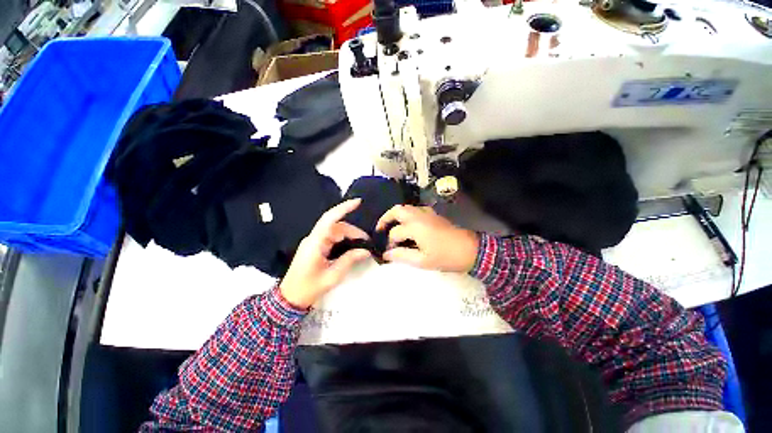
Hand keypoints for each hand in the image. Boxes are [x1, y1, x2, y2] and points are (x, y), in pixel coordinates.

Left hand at [280, 199, 371, 308]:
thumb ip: (350, 259)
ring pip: (335, 231)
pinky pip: (332, 237)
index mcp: (315, 242)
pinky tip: (352, 246)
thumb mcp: (333, 275)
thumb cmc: (310, 287)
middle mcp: (314, 238)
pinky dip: (343, 240)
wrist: (290, 298)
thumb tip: (366, 250)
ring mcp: (314, 241)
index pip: (330, 219)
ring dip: (349, 236)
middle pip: (336, 226)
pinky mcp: (315, 246)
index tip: (358, 202)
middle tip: (367, 242)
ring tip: (362, 245)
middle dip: (353, 231)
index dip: (343, 208)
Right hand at [376, 205, 478, 271]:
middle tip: (380, 230)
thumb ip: (402, 256)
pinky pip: (414, 210)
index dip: (389, 243)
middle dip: (385, 219)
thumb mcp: (422, 261)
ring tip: (392, 228)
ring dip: (396, 215)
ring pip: (405, 208)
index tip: (388, 253)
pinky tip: (408, 226)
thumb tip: (386, 254)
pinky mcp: (432, 214)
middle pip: (396, 210)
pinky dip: (406, 215)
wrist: (470, 249)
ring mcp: (426, 213)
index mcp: (415, 227)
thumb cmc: (446, 257)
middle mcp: (418, 216)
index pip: (394, 233)